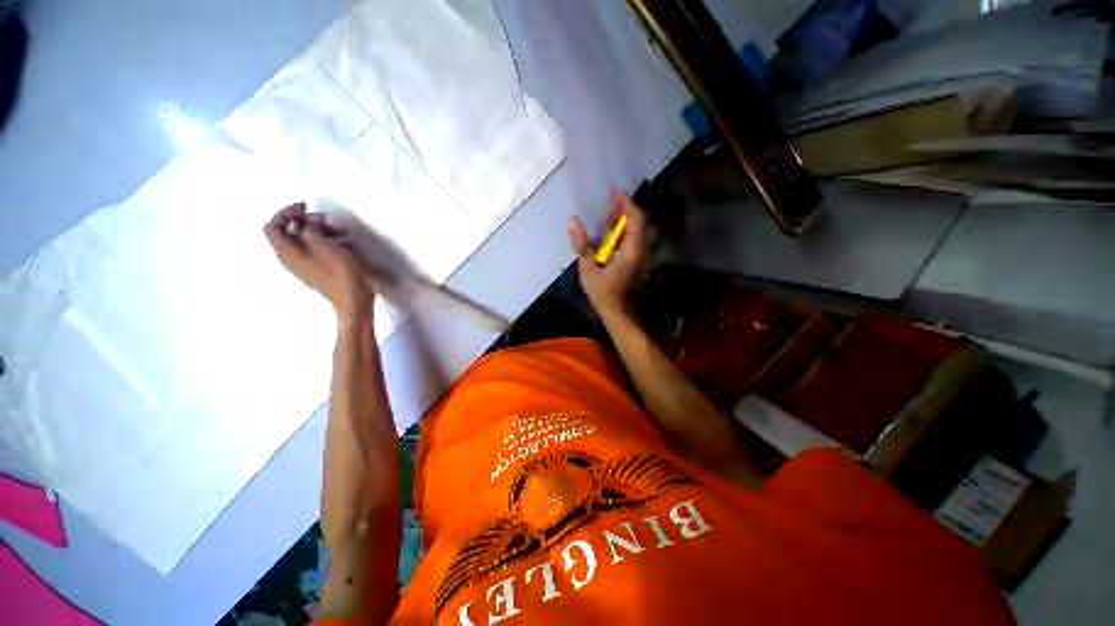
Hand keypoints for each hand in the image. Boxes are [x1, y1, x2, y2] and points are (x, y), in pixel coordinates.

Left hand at [265, 203, 373, 320]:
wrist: (354, 301)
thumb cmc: (339, 274)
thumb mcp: (325, 246)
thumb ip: (311, 229)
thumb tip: (309, 223)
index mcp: (287, 253)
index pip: (274, 227)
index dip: (286, 213)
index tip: (305, 207)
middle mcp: (292, 259)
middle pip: (290, 233)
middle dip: (307, 221)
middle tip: (325, 219)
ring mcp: (307, 266)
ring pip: (307, 241)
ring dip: (321, 231)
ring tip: (341, 230)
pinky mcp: (321, 270)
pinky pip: (318, 250)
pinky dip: (328, 241)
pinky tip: (345, 242)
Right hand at [568, 193, 650, 318]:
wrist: (615, 309)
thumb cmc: (601, 290)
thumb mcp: (587, 267)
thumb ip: (581, 243)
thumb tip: (573, 220)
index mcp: (630, 250)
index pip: (635, 219)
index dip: (626, 203)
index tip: (613, 193)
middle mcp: (640, 249)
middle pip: (639, 220)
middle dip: (625, 208)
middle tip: (609, 200)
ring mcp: (639, 253)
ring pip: (637, 228)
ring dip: (624, 218)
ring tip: (608, 211)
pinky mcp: (636, 257)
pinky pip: (633, 236)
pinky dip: (624, 228)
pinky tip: (611, 228)